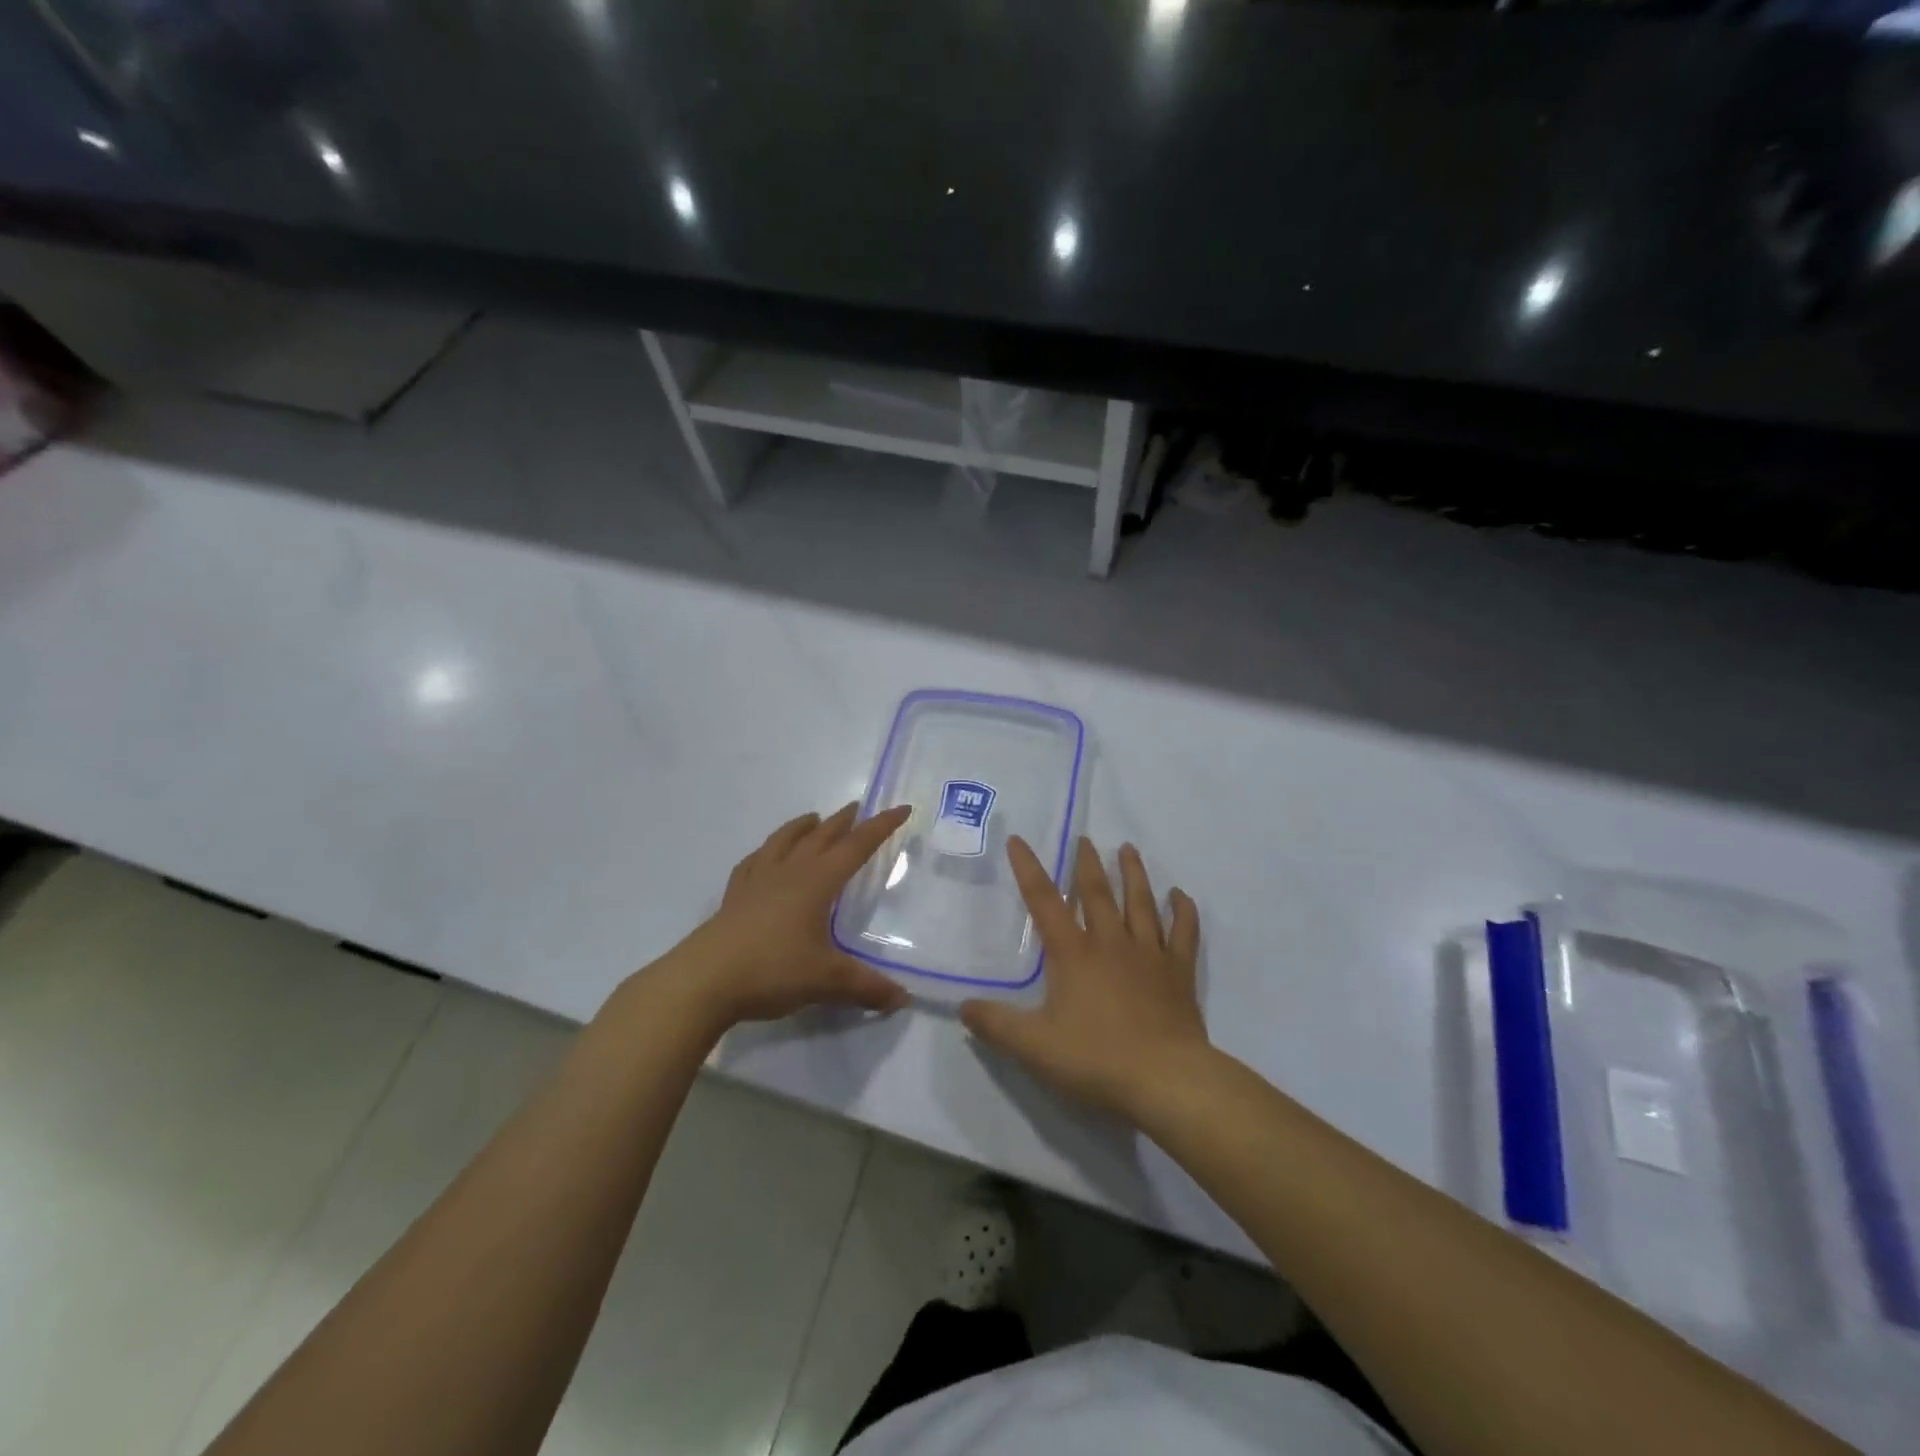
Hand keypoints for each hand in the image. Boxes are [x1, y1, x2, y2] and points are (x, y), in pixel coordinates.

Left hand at [665, 803, 912, 1028]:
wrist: (703, 980)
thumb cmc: (772, 971)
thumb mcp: (827, 981)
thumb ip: (867, 987)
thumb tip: (903, 999)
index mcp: (816, 882)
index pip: (856, 846)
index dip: (881, 827)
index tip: (901, 808)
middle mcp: (789, 872)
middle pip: (821, 837)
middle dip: (843, 822)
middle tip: (857, 808)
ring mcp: (757, 882)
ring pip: (784, 841)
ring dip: (802, 827)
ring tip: (813, 819)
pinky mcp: (734, 897)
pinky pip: (753, 862)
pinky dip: (766, 851)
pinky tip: (765, 856)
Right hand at [960, 837, 1210, 1121]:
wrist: (1165, 1079)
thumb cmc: (1096, 1058)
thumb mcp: (1033, 1046)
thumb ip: (996, 1025)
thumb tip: (963, 1006)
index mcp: (1073, 953)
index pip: (1044, 900)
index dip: (1028, 868)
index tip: (1018, 840)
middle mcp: (1111, 942)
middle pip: (1097, 892)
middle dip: (1087, 863)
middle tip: (1084, 839)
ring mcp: (1149, 954)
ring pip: (1141, 902)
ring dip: (1134, 874)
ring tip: (1128, 849)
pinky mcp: (1179, 972)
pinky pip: (1183, 932)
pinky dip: (1183, 911)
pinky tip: (1181, 895)